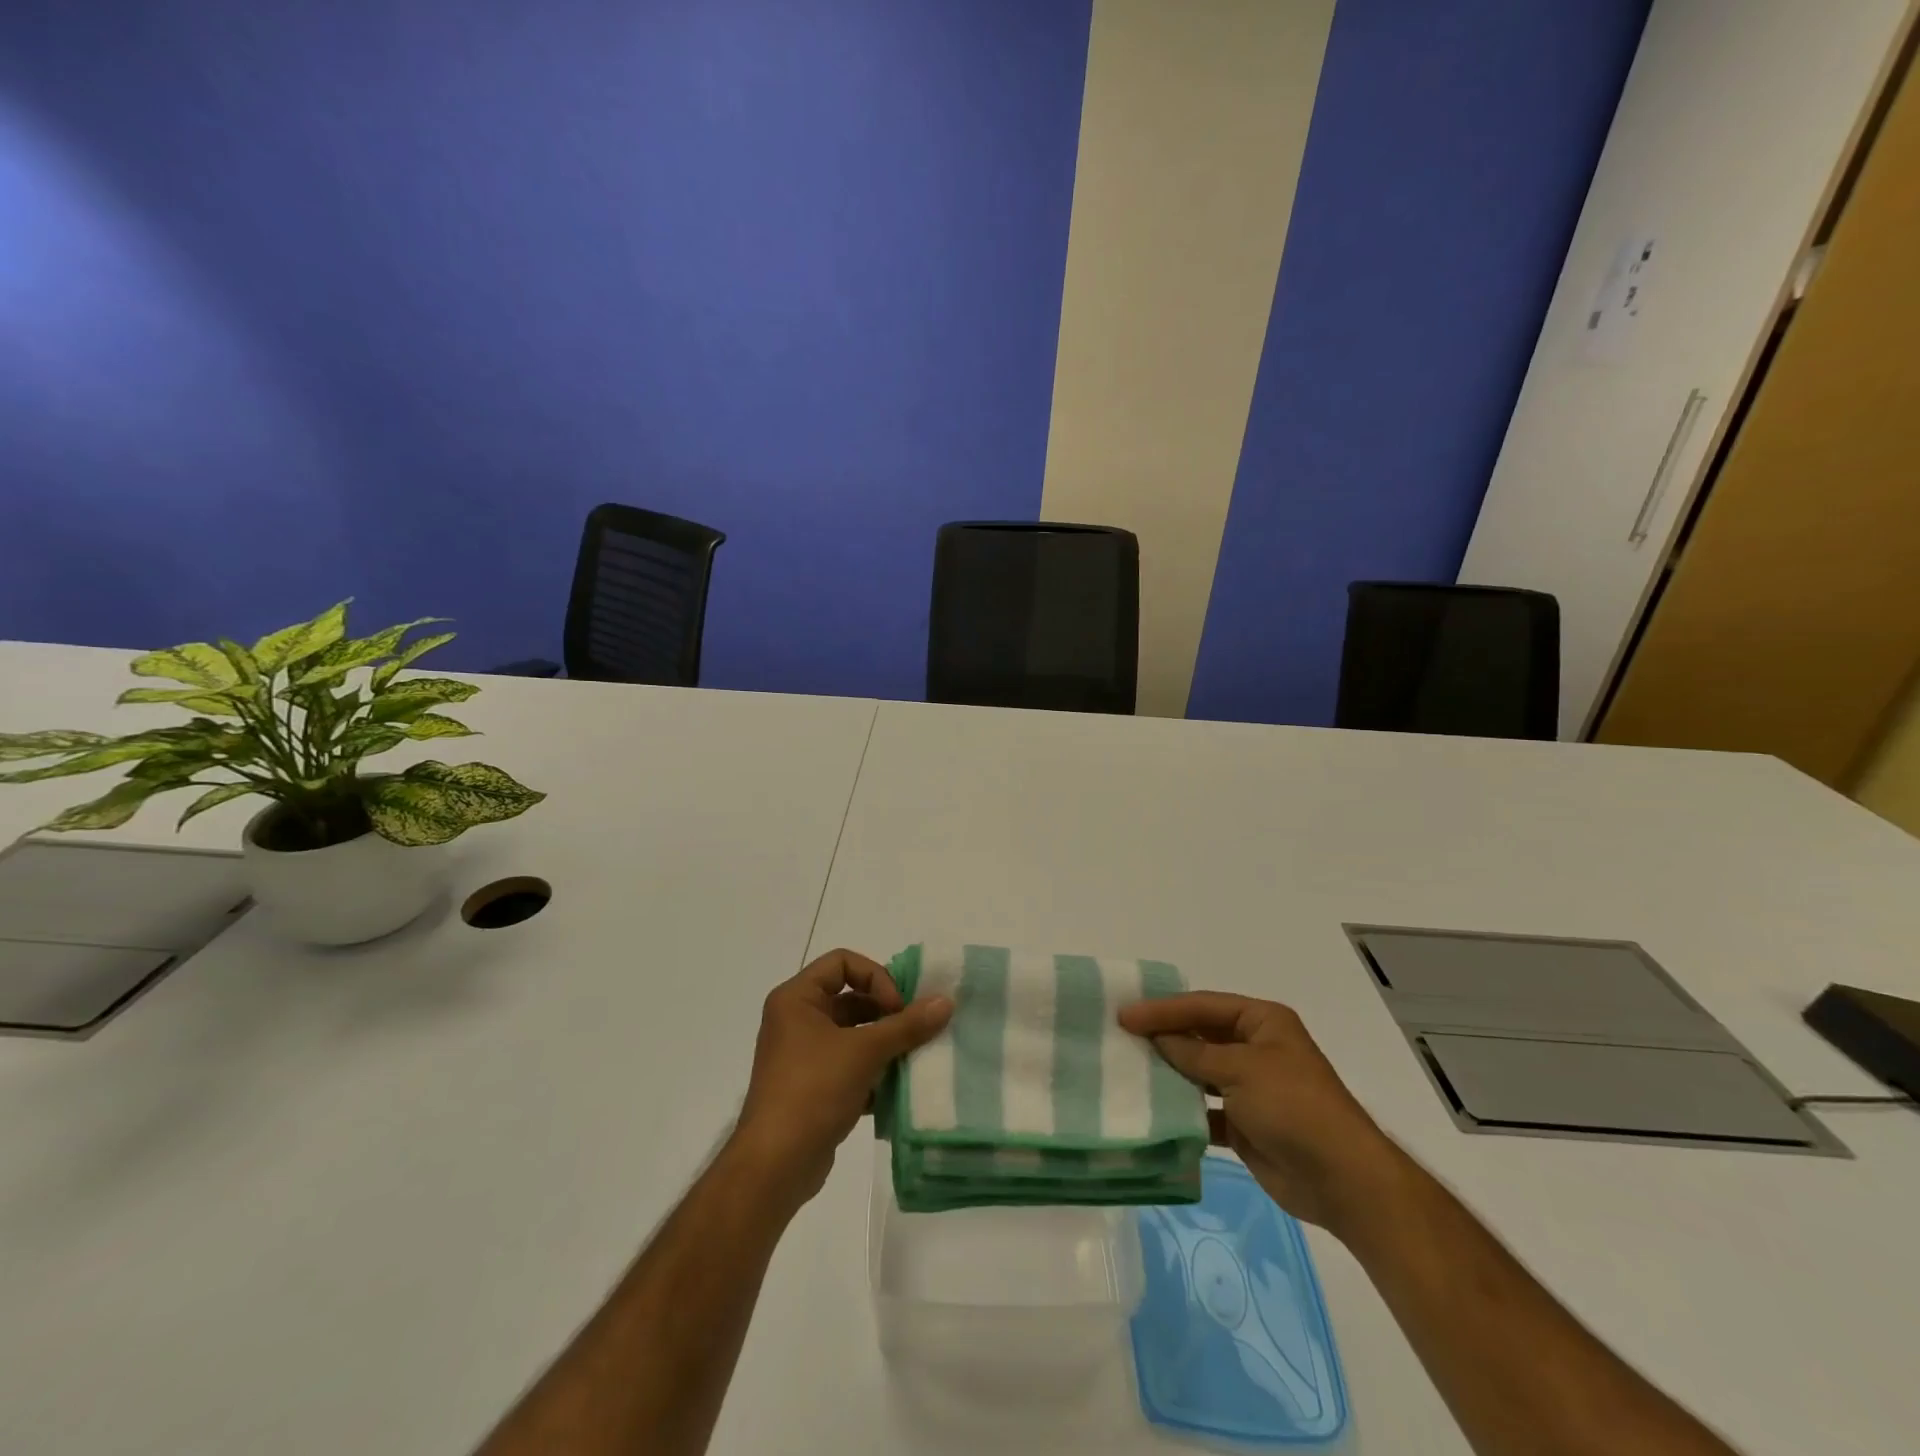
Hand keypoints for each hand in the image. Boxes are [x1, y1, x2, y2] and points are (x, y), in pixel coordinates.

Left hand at [732, 949, 952, 1205]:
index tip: (897, 1007)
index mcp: (797, 998)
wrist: (775, 1166)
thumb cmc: (813, 1090)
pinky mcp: (811, 1087)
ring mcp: (802, 1055)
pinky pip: (848, 1065)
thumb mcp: (864, 1051)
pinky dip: (872, 1071)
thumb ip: (906, 1025)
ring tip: (912, 1059)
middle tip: (915, 1031)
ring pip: (852, 1034)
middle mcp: (796, 1020)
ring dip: (884, 1044)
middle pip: (850, 998)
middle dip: (886, 1013)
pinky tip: (895, 1089)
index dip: (875, 977)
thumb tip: (946, 1001)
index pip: (842, 962)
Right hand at [1119, 993, 1404, 1235]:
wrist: (1341, 1180)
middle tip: (1121, 1038)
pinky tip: (1154, 1110)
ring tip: (1129, 1070)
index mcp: (1262, 1021)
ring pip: (1199, 1072)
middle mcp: (1256, 1048)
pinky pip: (1205, 1110)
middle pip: (1200, 1035)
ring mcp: (1250, 1088)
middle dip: (1164, 1037)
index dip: (1163, 1009)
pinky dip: (1183, 1111)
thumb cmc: (1294, 1106)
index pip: (1203, 1006)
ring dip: (1170, 1073)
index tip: (1125, 1016)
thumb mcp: (1241, 1069)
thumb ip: (1193, 1053)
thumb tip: (1156, 1038)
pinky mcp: (1245, 1125)